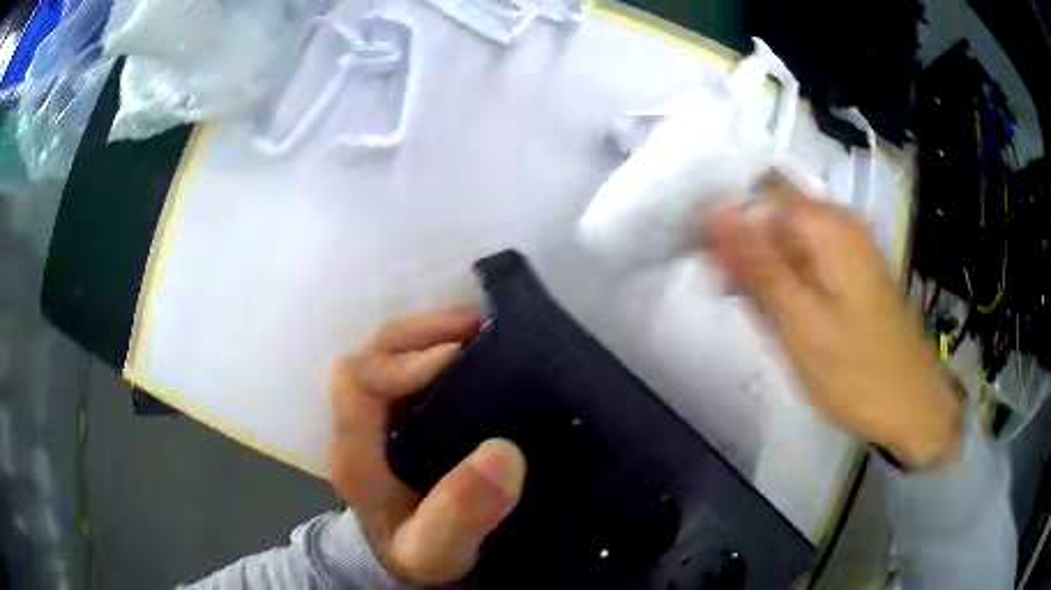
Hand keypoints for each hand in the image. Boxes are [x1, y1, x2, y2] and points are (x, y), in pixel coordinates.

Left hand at [329, 309, 525, 582]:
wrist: (409, 560)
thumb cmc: (417, 554)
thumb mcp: (437, 551)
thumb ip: (460, 515)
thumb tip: (503, 452)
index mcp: (355, 454)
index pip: (357, 382)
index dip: (402, 361)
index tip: (457, 357)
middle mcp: (359, 424)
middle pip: (371, 354)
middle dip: (420, 332)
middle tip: (479, 326)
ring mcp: (377, 415)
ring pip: (388, 351)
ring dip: (431, 333)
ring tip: (483, 328)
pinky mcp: (398, 414)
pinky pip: (409, 364)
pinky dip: (440, 346)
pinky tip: (477, 348)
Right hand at [700, 183, 962, 468]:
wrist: (913, 405)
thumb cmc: (858, 373)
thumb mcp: (802, 323)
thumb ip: (758, 265)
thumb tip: (714, 210)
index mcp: (828, 226)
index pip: (756, 199)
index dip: (727, 231)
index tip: (712, 274)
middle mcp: (840, 225)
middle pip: (773, 219)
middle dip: (747, 256)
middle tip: (738, 305)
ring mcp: (849, 249)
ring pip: (787, 245)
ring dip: (766, 276)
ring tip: (765, 321)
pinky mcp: (852, 274)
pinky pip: (807, 265)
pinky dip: (788, 287)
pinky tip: (787, 320)